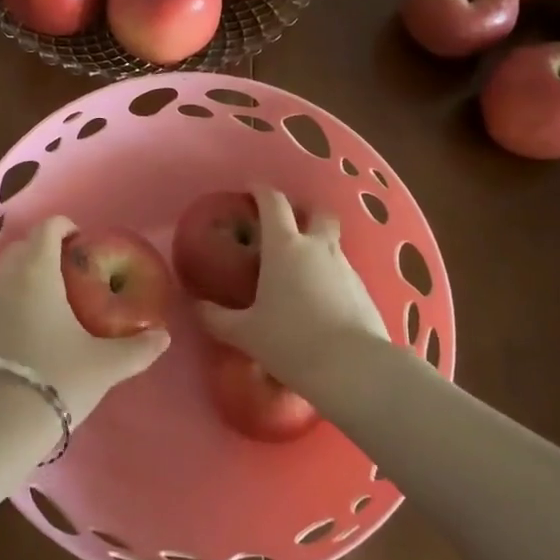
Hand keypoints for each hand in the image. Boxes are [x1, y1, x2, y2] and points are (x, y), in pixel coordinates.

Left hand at [0, 216, 169, 423]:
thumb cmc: (56, 378)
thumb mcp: (105, 365)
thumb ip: (137, 348)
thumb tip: (164, 336)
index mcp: (37, 270)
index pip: (48, 227)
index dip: (67, 228)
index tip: (84, 244)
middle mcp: (7, 276)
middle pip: (24, 244)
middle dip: (46, 248)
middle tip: (72, 271)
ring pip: (6, 268)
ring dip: (26, 270)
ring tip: (53, 296)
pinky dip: (13, 294)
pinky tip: (31, 322)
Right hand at [198, 187, 388, 386]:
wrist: (355, 369)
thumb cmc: (291, 341)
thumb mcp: (245, 333)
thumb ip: (216, 317)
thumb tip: (195, 306)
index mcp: (284, 246)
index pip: (273, 202)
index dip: (261, 190)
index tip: (251, 189)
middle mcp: (317, 247)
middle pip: (316, 212)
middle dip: (303, 211)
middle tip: (286, 225)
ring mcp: (345, 267)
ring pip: (331, 242)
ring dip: (316, 246)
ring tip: (299, 271)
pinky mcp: (364, 290)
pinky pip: (343, 272)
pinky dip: (329, 276)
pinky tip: (319, 301)